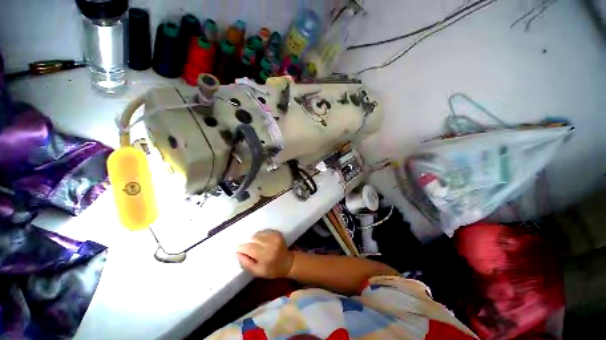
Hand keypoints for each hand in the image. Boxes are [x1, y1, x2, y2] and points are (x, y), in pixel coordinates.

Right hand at [236, 230, 293, 278]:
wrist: (287, 262)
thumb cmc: (272, 270)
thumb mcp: (257, 272)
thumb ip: (246, 263)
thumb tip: (237, 253)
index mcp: (265, 255)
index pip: (248, 247)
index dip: (242, 249)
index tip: (240, 252)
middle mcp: (270, 244)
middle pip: (252, 239)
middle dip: (248, 244)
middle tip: (249, 250)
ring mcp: (274, 237)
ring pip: (257, 234)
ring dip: (254, 239)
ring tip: (256, 246)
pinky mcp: (277, 233)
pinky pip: (264, 231)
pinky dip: (260, 235)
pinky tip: (262, 241)